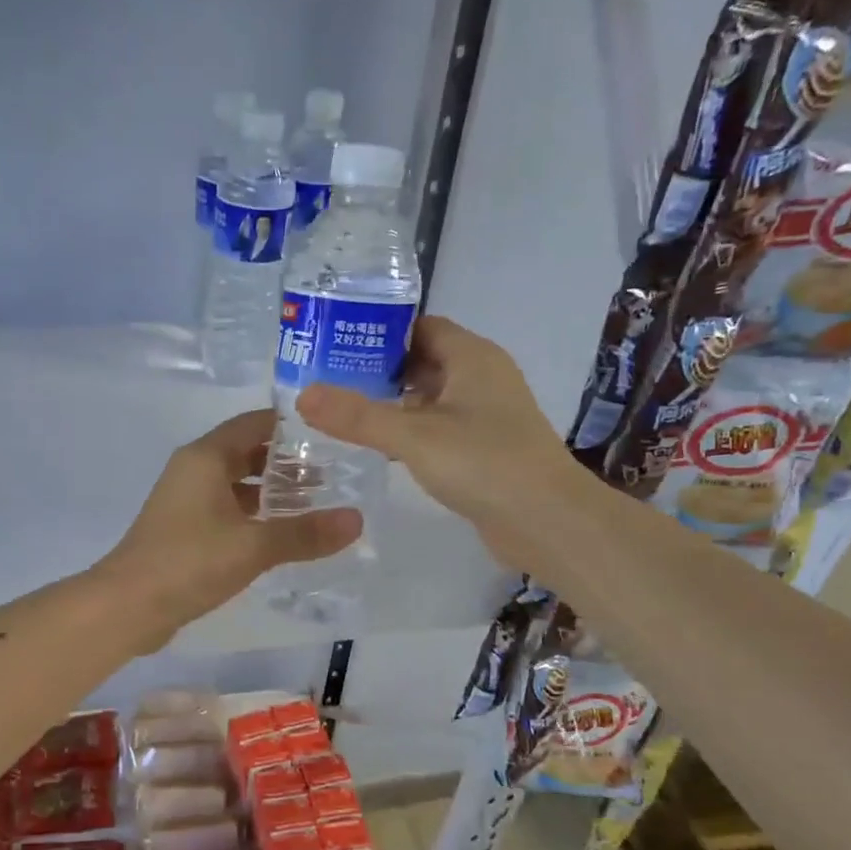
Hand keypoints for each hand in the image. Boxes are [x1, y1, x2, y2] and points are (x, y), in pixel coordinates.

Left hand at [94, 410, 362, 649]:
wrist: (128, 606)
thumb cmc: (190, 561)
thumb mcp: (254, 546)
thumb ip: (305, 533)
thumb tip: (357, 519)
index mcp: (205, 457)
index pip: (254, 424)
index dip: (290, 426)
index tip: (330, 433)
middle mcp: (193, 471)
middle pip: (246, 453)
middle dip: (286, 463)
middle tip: (332, 474)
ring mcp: (185, 501)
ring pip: (236, 485)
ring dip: (270, 492)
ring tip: (315, 505)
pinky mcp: (183, 530)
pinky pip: (226, 510)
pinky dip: (253, 516)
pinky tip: (281, 535)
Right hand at [295, 316, 582, 567]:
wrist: (548, 522)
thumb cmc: (485, 463)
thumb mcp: (414, 436)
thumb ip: (358, 416)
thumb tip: (303, 395)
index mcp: (472, 357)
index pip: (421, 327)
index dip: (381, 332)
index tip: (337, 342)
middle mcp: (482, 378)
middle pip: (424, 360)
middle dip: (380, 368)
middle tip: (330, 379)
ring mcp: (487, 415)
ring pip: (431, 396)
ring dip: (394, 402)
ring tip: (345, 411)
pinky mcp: (485, 448)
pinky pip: (440, 427)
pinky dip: (411, 430)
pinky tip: (381, 446)